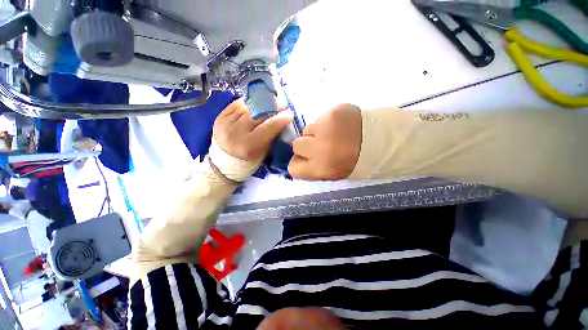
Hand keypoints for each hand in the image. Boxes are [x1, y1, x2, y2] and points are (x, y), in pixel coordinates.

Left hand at [213, 98, 292, 161]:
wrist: (223, 161)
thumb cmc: (248, 160)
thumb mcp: (263, 152)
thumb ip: (271, 137)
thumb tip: (281, 121)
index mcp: (248, 145)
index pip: (269, 127)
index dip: (281, 118)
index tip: (290, 113)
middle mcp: (236, 132)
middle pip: (258, 114)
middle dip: (273, 106)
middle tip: (282, 103)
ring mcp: (226, 123)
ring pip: (248, 107)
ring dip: (261, 103)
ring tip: (270, 100)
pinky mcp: (220, 117)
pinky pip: (237, 104)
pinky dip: (248, 103)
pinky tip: (256, 103)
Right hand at [288, 104, 361, 179]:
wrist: (383, 140)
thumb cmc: (356, 162)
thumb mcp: (333, 174)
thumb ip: (312, 169)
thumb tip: (297, 160)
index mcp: (321, 168)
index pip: (293, 168)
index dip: (299, 163)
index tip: (306, 160)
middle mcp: (320, 148)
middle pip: (296, 145)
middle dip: (305, 146)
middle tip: (320, 145)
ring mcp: (326, 127)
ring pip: (307, 129)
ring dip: (316, 133)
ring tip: (333, 134)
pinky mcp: (333, 111)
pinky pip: (319, 118)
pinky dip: (326, 122)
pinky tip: (340, 125)